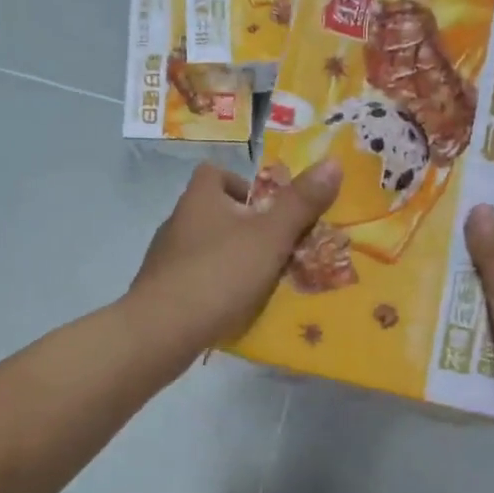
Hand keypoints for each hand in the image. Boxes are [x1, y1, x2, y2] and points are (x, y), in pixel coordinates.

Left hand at [130, 159, 343, 353]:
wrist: (161, 330)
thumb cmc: (219, 273)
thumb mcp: (270, 237)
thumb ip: (301, 203)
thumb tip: (333, 162)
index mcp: (199, 199)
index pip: (214, 172)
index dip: (241, 184)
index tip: (266, 209)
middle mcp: (177, 222)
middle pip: (212, 211)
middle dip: (243, 226)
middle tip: (273, 248)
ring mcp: (164, 258)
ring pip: (203, 247)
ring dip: (229, 258)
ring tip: (258, 281)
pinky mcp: (160, 290)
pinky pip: (194, 279)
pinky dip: (213, 286)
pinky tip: (230, 307)